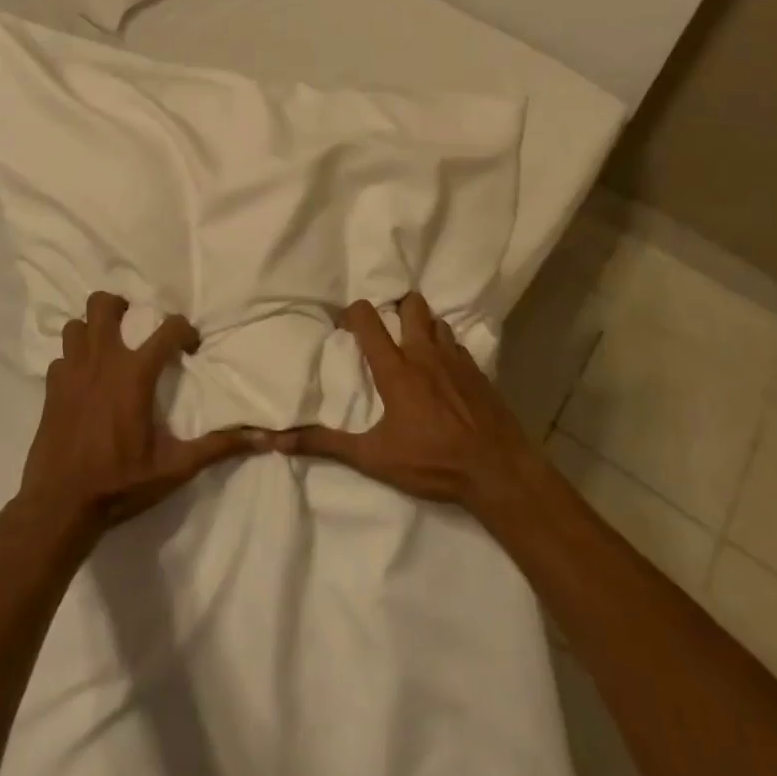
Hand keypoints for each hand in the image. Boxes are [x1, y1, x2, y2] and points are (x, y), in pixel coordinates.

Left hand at [17, 292, 268, 532]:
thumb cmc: (120, 483)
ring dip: (92, 329)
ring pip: (76, 325)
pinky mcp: (51, 389)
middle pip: (103, 305)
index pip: (168, 329)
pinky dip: (73, 360)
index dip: (185, 330)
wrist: (60, 506)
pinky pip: (61, 357)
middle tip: (134, 323)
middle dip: (120, 306)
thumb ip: (217, 447)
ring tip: (107, 346)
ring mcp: (71, 373)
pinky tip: (83, 380)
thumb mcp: (175, 468)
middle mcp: (102, 362)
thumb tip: (262, 440)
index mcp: (135, 374)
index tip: (190, 347)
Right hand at [273, 292, 540, 514]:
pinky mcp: (479, 372)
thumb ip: (326, 445)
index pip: (369, 320)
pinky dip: (446, 348)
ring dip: (423, 324)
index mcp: (396, 369)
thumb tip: (279, 439)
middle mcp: (425, 353)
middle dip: (396, 306)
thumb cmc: (432, 462)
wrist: (497, 470)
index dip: (353, 313)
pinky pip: (458, 345)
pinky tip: (444, 370)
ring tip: (414, 343)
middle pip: (411, 305)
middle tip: (386, 324)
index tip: (344, 324)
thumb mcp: (373, 458)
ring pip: (437, 321)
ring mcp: (456, 359)